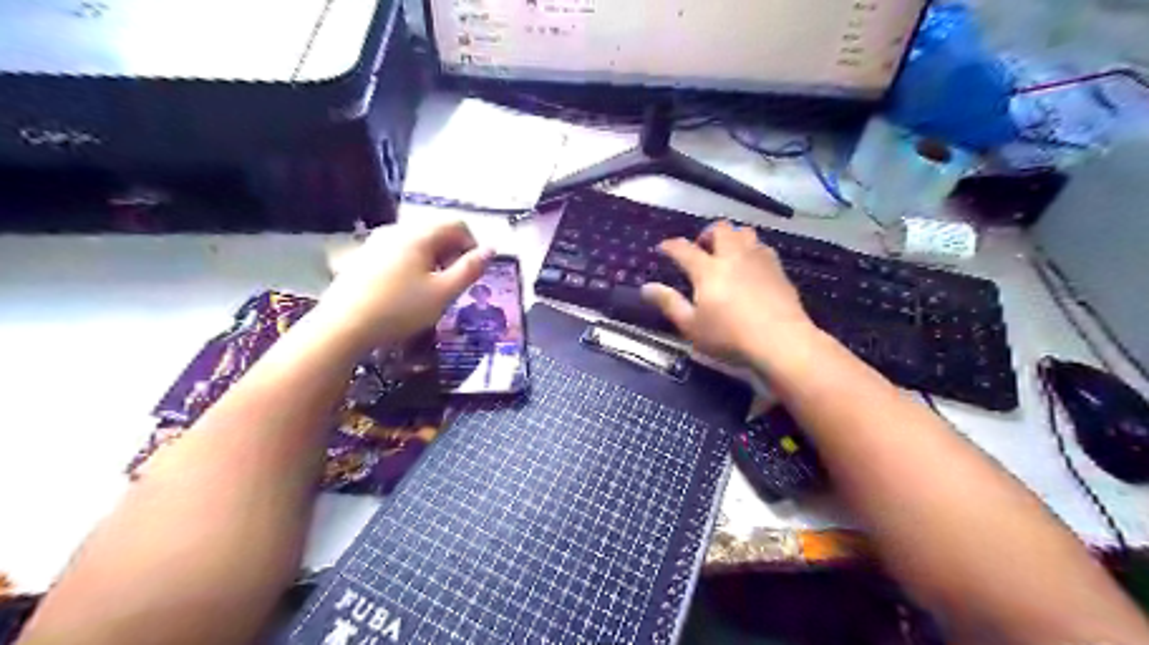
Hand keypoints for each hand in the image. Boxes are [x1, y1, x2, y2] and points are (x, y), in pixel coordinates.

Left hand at [312, 219, 493, 352]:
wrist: (342, 327)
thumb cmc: (400, 309)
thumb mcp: (443, 293)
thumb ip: (470, 269)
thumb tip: (492, 249)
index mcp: (419, 235)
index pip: (457, 225)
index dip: (473, 245)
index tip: (474, 272)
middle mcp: (397, 230)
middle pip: (436, 231)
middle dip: (452, 253)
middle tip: (454, 283)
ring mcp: (376, 242)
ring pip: (416, 242)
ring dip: (433, 260)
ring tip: (432, 289)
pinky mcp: (363, 257)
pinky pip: (398, 252)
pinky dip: (412, 264)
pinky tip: (406, 291)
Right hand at [637, 218, 816, 361]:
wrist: (781, 340)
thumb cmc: (729, 336)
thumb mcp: (691, 326)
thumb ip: (669, 303)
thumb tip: (646, 287)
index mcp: (707, 269)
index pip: (683, 249)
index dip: (671, 246)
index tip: (663, 248)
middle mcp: (732, 256)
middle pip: (720, 229)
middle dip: (706, 234)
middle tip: (701, 249)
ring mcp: (758, 259)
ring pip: (744, 232)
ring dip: (732, 238)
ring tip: (727, 254)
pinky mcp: (778, 269)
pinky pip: (762, 247)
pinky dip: (751, 249)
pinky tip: (750, 266)